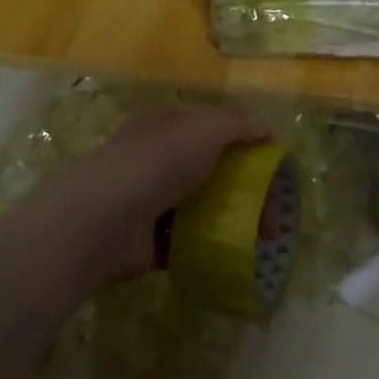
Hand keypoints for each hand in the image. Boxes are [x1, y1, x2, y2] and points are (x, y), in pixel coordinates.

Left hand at [45, 105, 266, 281]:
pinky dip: (206, 247)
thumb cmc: (158, 163)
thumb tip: (265, 130)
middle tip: (272, 210)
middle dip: (242, 186)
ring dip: (228, 219)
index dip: (242, 138)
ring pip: (199, 205)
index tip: (271, 162)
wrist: (106, 220)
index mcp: (165, 124)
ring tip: (260, 238)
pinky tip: (231, 254)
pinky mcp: (146, 239)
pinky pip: (185, 240)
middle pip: (208, 168)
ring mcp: (148, 198)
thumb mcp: (205, 129)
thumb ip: (236, 125)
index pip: (209, 124)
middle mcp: (155, 157)